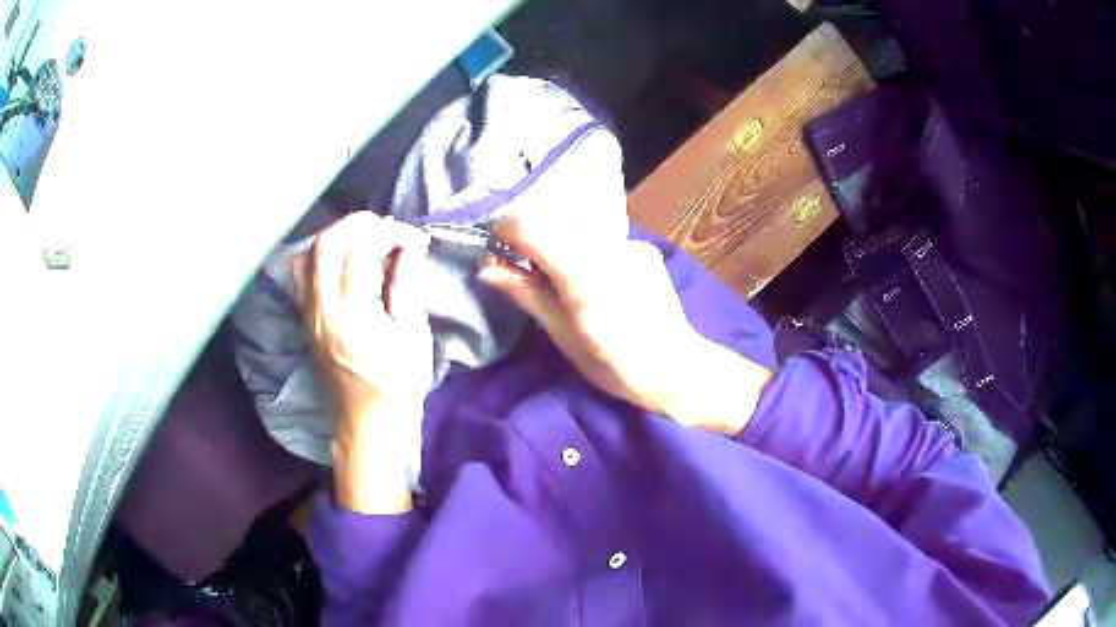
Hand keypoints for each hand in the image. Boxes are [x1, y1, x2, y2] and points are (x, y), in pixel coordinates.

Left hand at [294, 212, 431, 513]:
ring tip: (363, 237)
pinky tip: (341, 259)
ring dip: (335, 235)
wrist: (367, 427)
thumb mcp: (413, 339)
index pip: (361, 253)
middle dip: (357, 223)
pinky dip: (320, 255)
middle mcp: (322, 312)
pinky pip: (301, 275)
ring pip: (307, 256)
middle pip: (325, 245)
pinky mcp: (305, 321)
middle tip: (385, 225)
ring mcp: (308, 316)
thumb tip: (409, 247)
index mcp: (353, 318)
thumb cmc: (398, 389)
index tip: (413, 237)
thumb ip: (406, 287)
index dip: (389, 233)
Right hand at [479, 215, 770, 435]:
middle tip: (529, 276)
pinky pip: (602, 242)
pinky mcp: (644, 249)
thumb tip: (486, 268)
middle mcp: (604, 245)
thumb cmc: (613, 363)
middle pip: (552, 225)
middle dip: (533, 244)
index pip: (528, 226)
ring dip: (561, 249)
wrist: (676, 368)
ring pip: (577, 232)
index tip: (497, 253)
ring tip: (566, 285)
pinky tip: (600, 284)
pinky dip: (589, 255)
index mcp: (580, 269)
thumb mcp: (561, 333)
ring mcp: (628, 243)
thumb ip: (525, 293)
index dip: (505, 233)